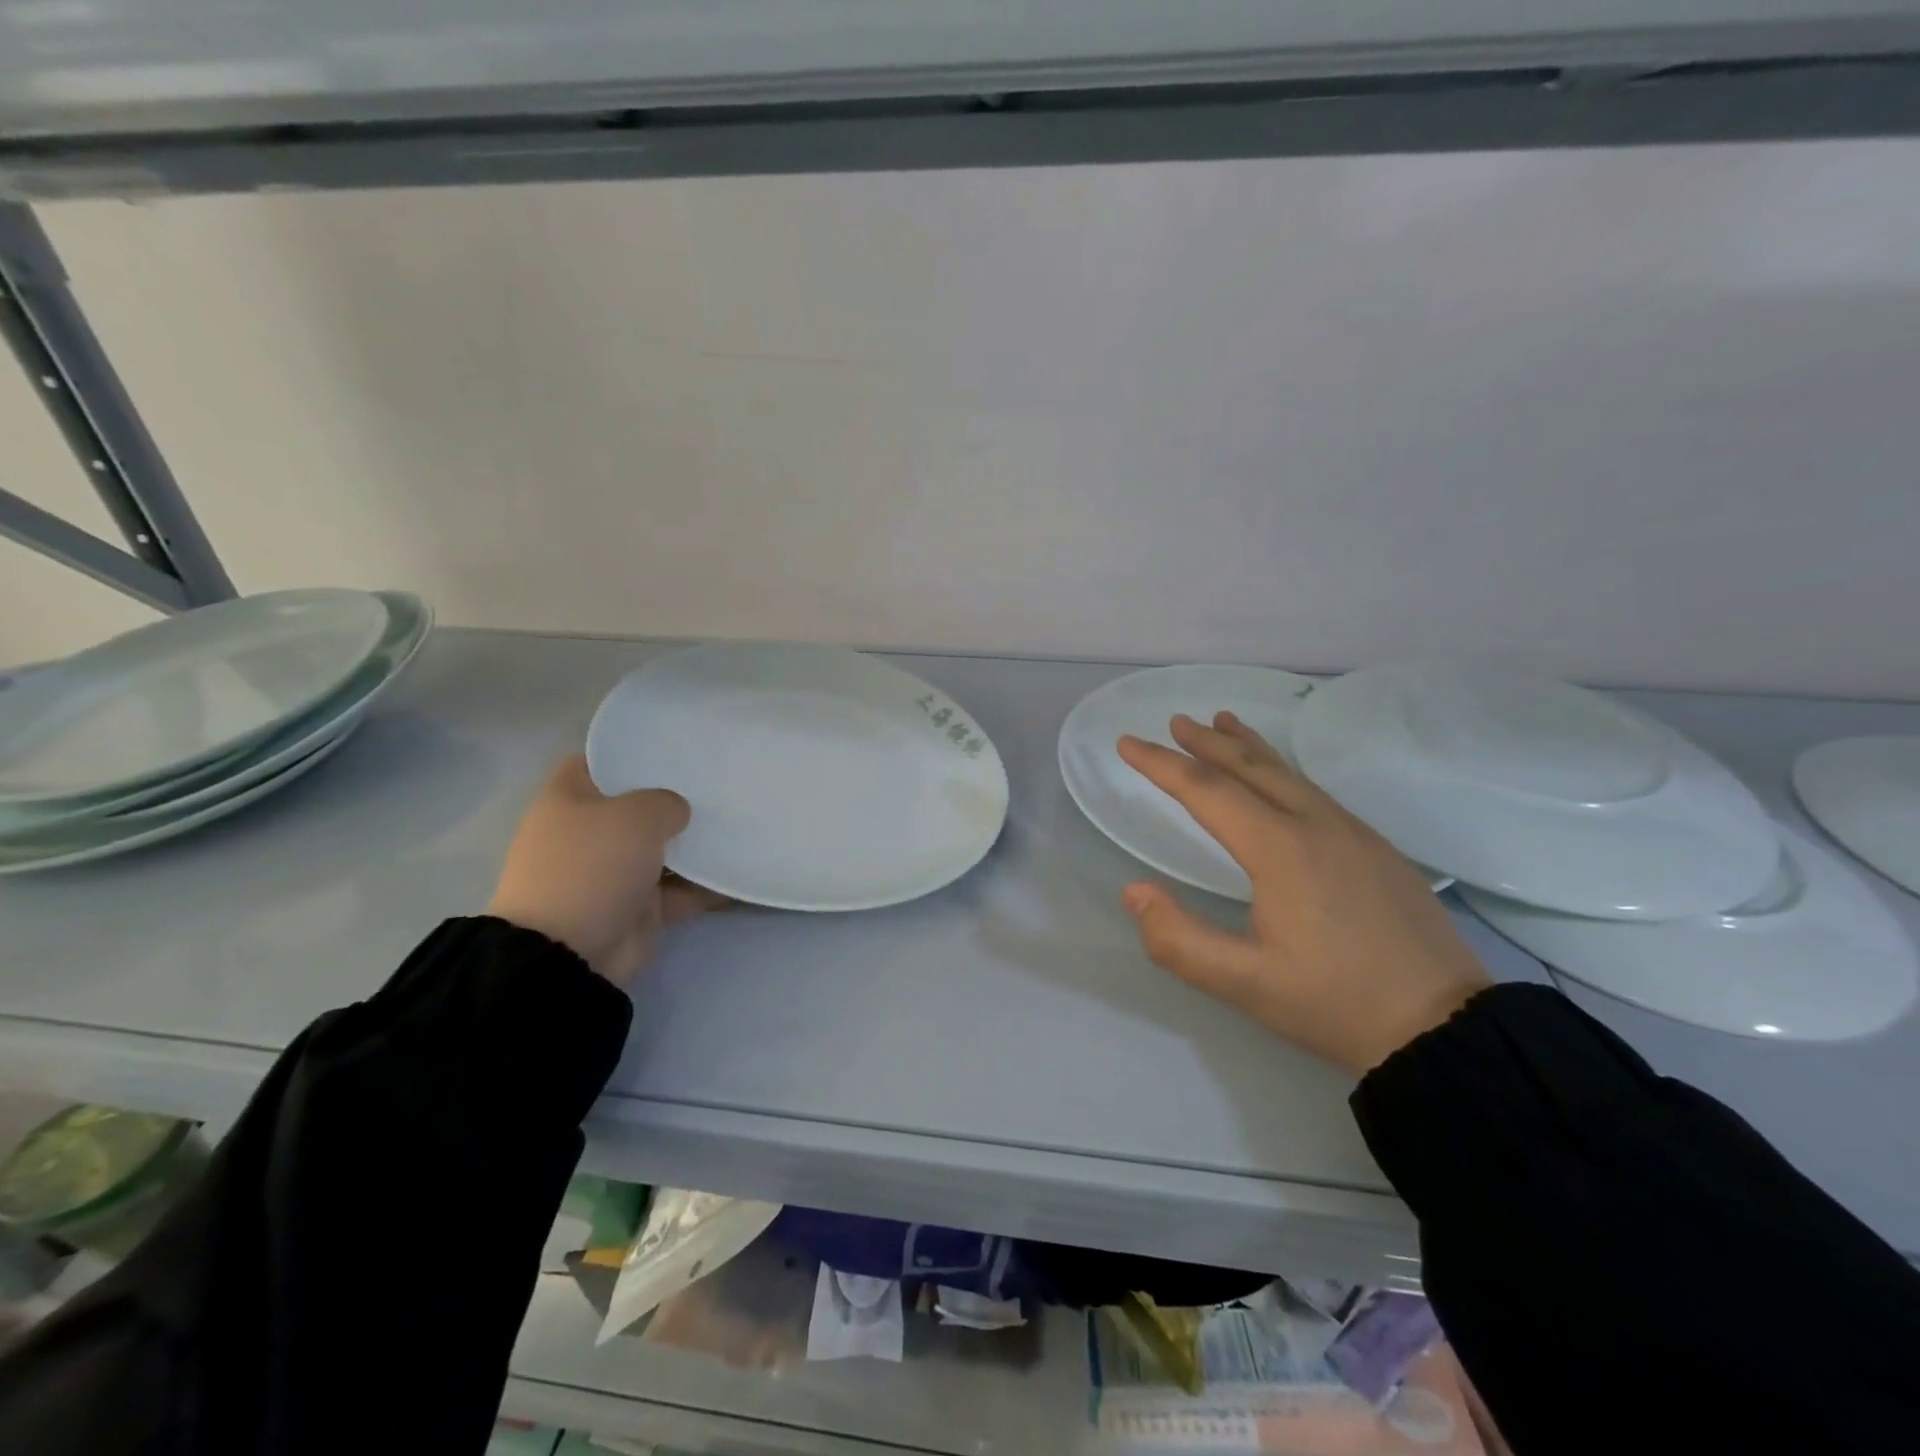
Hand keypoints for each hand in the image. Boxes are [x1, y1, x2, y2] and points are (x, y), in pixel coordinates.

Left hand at [486, 756, 727, 985]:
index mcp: (569, 799)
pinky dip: (707, 886)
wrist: (569, 953)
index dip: (634, 749)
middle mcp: (589, 832)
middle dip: (676, 797)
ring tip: (742, 822)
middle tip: (721, 781)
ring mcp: (613, 872)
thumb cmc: (592, 865)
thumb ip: (666, 802)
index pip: (601, 760)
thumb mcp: (635, 815)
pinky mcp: (637, 907)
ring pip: (663, 848)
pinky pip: (680, 890)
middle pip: (638, 805)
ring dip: (696, 843)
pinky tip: (743, 872)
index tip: (679, 744)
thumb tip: (678, 812)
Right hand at [1117, 712, 1490, 1074]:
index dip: (1162, 764)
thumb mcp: (1245, 984)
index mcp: (1281, 849)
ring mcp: (1353, 832)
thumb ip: (1179, 939)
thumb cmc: (1337, 1003)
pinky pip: (1314, 791)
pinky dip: (1281, 770)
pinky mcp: (1376, 848)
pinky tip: (1279, 781)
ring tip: (1223, 724)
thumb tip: (1134, 890)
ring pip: (1289, 773)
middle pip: (1251, 767)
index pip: (1207, 791)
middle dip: (1207, 743)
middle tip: (1176, 721)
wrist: (1447, 1028)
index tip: (1128, 743)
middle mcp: (1316, 825)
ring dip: (1248, 748)